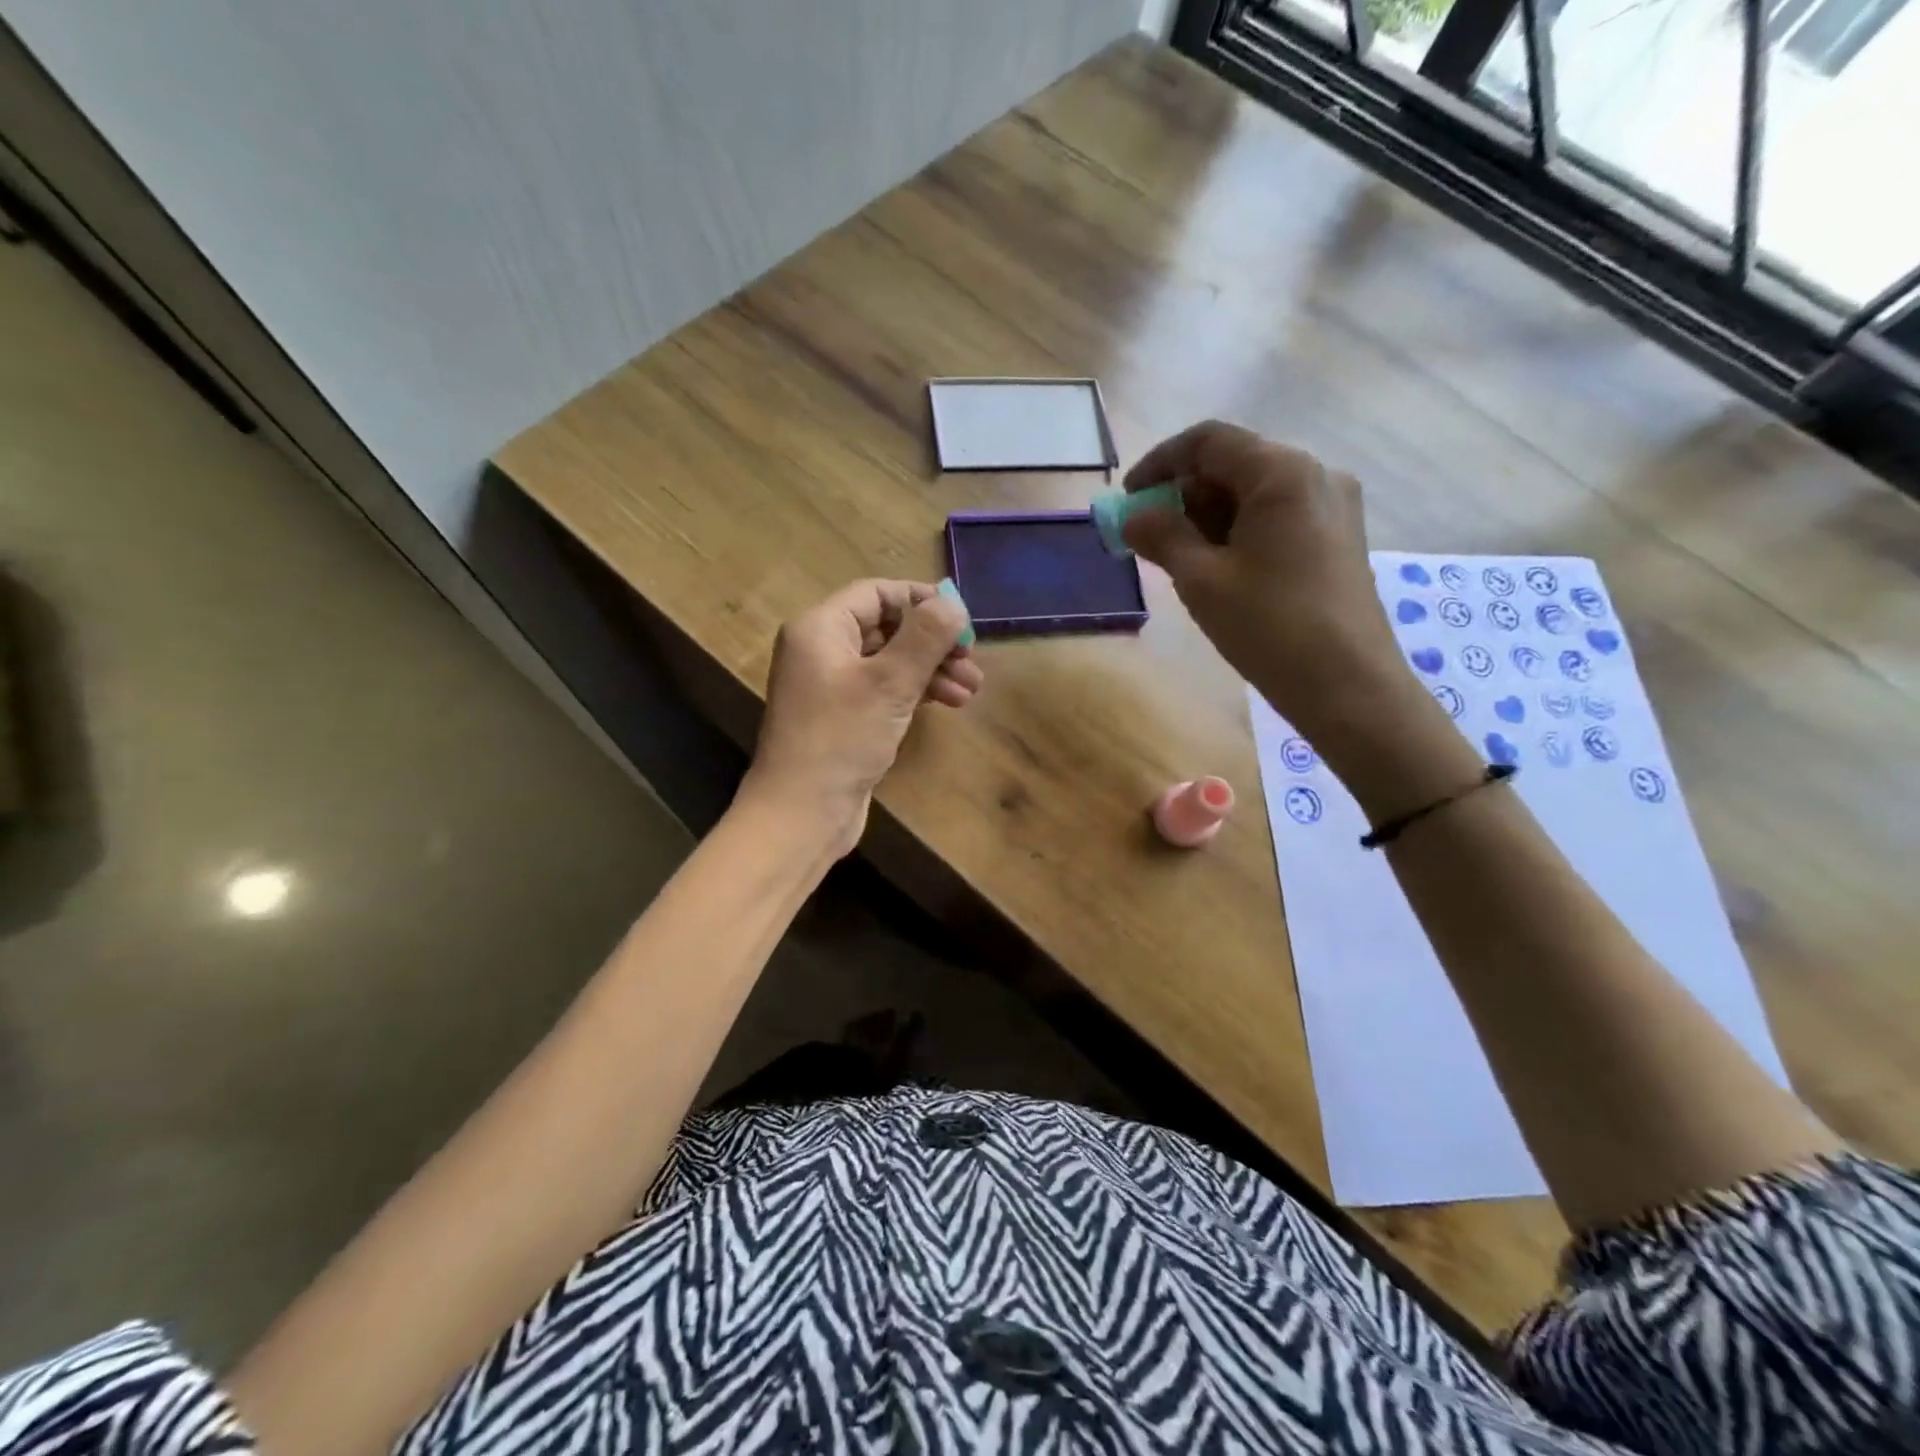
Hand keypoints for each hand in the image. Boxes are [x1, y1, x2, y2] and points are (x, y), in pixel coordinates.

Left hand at [740, 579, 982, 855]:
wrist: (802, 813)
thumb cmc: (842, 739)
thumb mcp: (890, 682)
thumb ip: (925, 637)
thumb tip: (953, 603)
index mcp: (820, 629)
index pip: (876, 594)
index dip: (921, 600)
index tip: (962, 619)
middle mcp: (822, 650)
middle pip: (886, 628)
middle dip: (933, 642)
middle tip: (972, 660)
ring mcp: (831, 686)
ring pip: (890, 662)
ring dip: (932, 669)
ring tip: (971, 689)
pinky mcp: (843, 717)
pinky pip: (884, 690)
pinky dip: (915, 692)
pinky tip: (949, 702)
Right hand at [1122, 421, 1421, 756]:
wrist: (1348, 686)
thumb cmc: (1269, 627)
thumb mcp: (1202, 580)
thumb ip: (1161, 537)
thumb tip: (1131, 517)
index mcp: (1282, 472)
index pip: (1208, 441)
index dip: (1159, 463)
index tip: (1128, 499)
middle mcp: (1315, 474)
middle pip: (1234, 464)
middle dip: (1184, 495)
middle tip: (1152, 539)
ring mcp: (1334, 506)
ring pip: (1255, 493)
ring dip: (1210, 517)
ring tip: (1183, 562)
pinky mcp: (1339, 538)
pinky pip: (1278, 517)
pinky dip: (1239, 532)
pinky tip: (1222, 571)